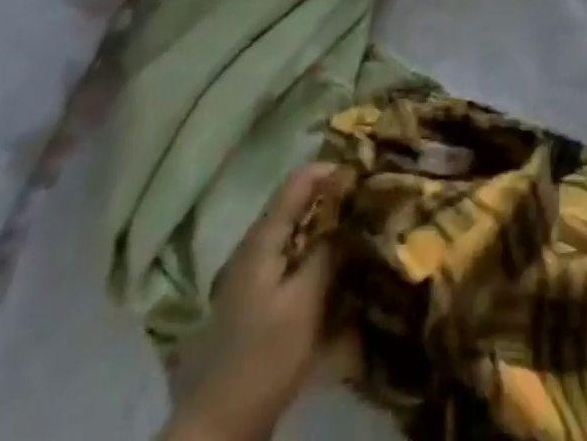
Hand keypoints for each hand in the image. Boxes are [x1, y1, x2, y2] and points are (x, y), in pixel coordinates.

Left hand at [162, 164, 353, 440]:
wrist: (218, 425)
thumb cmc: (263, 358)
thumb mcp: (304, 304)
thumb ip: (326, 253)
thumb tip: (349, 213)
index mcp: (262, 239)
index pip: (298, 182)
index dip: (332, 171)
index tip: (365, 176)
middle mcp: (253, 245)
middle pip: (295, 204)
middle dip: (331, 198)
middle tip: (368, 201)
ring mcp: (250, 272)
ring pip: (293, 231)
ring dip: (323, 225)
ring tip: (358, 229)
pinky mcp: (255, 297)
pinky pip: (288, 257)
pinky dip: (312, 251)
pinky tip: (333, 266)